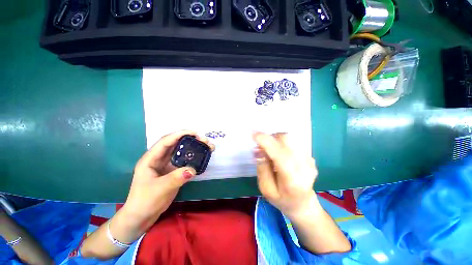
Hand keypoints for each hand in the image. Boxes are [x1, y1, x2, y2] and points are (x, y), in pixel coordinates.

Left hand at [121, 130, 214, 231]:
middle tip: (204, 140)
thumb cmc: (144, 201)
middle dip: (190, 140)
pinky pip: (186, 161)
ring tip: (208, 147)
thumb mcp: (159, 189)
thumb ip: (175, 178)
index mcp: (151, 159)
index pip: (166, 141)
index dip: (179, 134)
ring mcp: (168, 165)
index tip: (194, 133)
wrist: (142, 216)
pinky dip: (194, 158)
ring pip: (182, 152)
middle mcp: (160, 159)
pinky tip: (203, 157)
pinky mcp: (174, 172)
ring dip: (194, 148)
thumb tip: (192, 170)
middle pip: (176, 144)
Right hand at [253, 132, 319, 219]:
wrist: (303, 204)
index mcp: (292, 179)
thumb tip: (258, 149)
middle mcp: (304, 166)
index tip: (253, 134)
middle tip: (262, 147)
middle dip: (270, 138)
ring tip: (272, 153)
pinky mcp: (310, 157)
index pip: (279, 154)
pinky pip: (293, 142)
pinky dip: (283, 144)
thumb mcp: (266, 189)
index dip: (265, 141)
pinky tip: (282, 156)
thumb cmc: (282, 199)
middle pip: (286, 139)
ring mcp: (309, 160)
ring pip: (290, 138)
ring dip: (276, 140)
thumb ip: (262, 168)